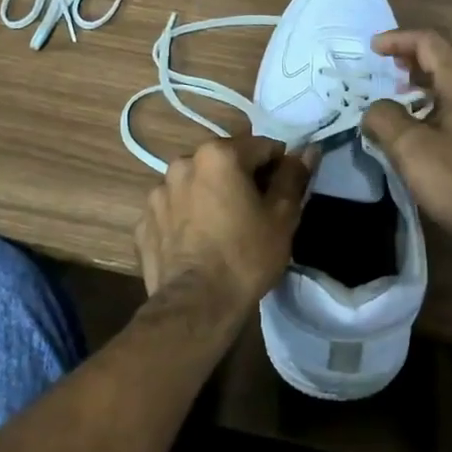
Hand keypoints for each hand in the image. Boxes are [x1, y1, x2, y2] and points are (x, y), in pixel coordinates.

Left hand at [135, 134, 314, 312]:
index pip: (261, 147)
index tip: (284, 194)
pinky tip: (197, 244)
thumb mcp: (283, 216)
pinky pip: (173, 211)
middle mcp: (182, 163)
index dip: (278, 167)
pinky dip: (185, 219)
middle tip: (255, 213)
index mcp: (218, 154)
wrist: (196, 305)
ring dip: (210, 196)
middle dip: (241, 179)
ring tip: (223, 230)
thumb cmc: (246, 256)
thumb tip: (308, 150)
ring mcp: (157, 193)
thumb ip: (293, 176)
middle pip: (224, 162)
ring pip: (195, 185)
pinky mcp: (143, 222)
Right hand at [362, 29, 451, 257]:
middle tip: (384, 68)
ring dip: (424, 81)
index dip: (398, 39)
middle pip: (446, 57)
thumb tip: (375, 109)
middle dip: (412, 57)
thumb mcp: (410, 148)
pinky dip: (436, 103)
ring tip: (398, 96)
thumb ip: (385, 118)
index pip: (430, 41)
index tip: (371, 49)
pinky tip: (421, 128)